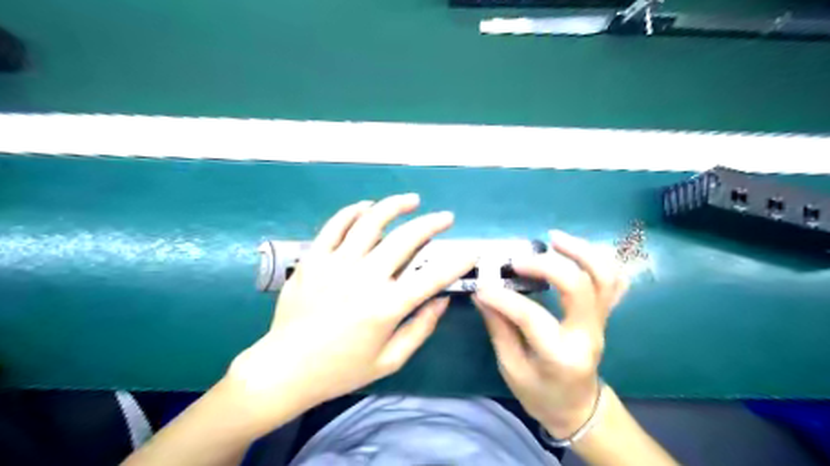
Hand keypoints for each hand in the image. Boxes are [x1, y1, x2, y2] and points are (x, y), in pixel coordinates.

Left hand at [226, 194, 476, 413]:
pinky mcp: (314, 259)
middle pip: (406, 239)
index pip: (433, 277)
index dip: (457, 262)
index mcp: (386, 307)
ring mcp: (336, 264)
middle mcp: (365, 279)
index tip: (471, 251)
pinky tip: (367, 207)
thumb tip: (441, 301)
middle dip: (432, 223)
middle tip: (446, 217)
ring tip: (412, 200)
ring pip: (371, 222)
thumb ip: (420, 329)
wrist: (284, 368)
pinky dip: (353, 211)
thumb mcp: (389, 361)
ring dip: (395, 206)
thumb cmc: (340, 369)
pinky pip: (335, 225)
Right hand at [470, 231, 625, 438]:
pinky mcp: (604, 314)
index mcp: (561, 356)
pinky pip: (612, 281)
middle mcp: (587, 334)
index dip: (504, 299)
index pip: (532, 318)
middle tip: (517, 260)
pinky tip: (575, 248)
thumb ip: (499, 328)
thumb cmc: (541, 393)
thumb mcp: (512, 368)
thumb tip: (483, 293)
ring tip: (554, 238)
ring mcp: (601, 322)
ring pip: (604, 277)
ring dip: (581, 251)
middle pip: (579, 288)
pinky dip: (598, 259)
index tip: (482, 287)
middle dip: (546, 266)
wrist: (578, 407)